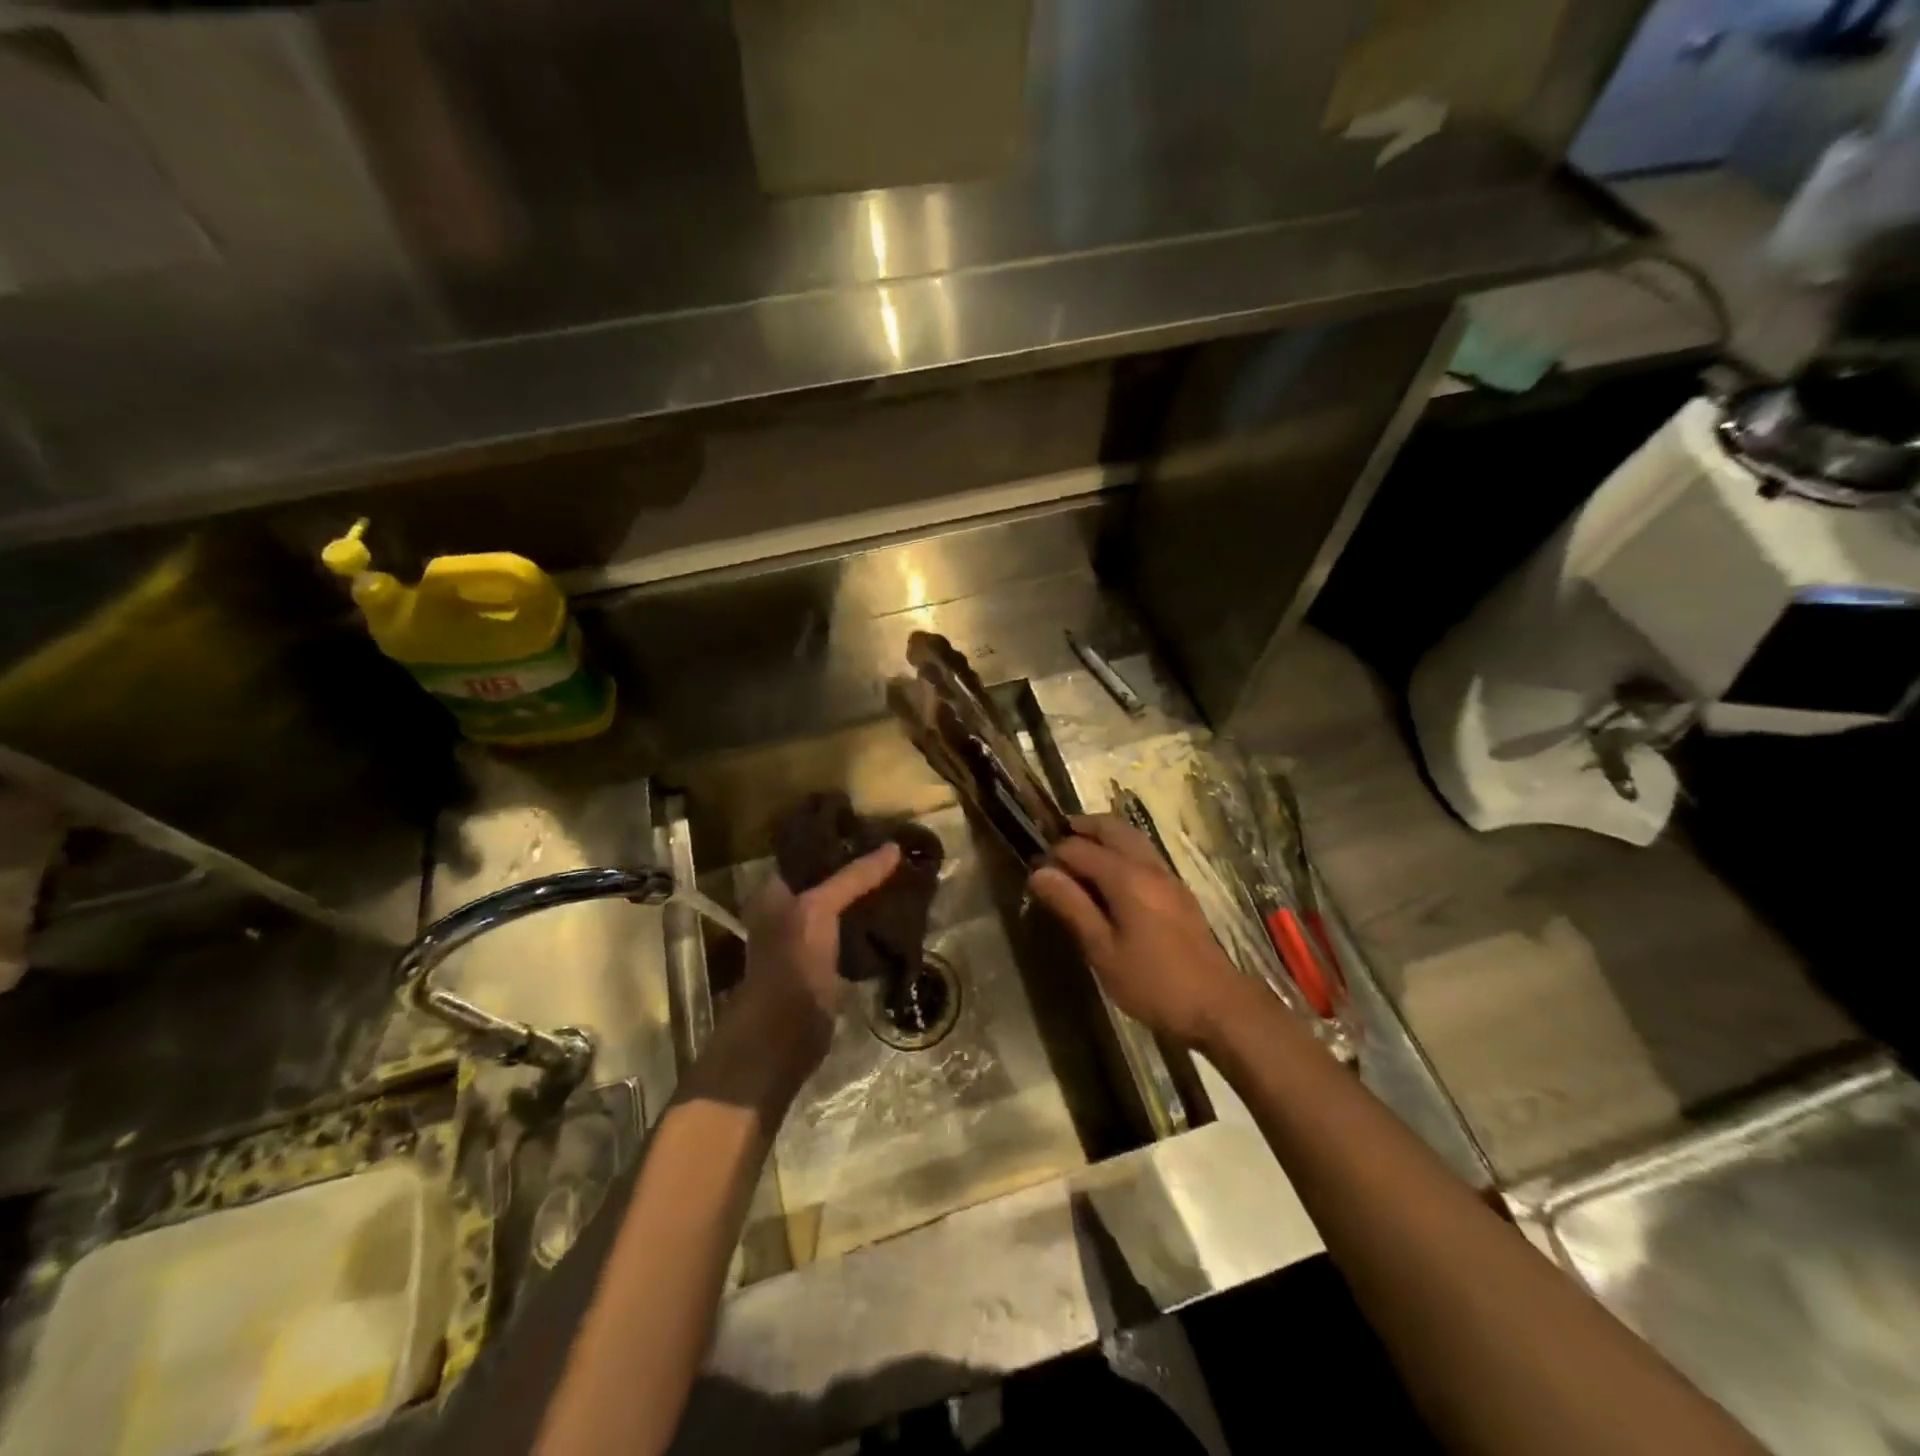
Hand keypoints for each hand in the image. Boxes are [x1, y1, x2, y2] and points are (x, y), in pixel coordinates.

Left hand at [726, 842, 902, 1083]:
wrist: (784, 1034)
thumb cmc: (792, 961)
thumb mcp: (818, 909)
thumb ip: (853, 877)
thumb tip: (893, 847)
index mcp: (775, 892)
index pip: (810, 853)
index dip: (839, 841)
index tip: (876, 829)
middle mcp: (787, 911)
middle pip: (829, 880)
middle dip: (860, 869)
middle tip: (898, 853)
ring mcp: (808, 940)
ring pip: (844, 908)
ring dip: (869, 897)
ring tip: (904, 877)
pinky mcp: (827, 965)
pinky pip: (853, 934)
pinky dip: (872, 925)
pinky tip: (898, 914)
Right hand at [1029, 815, 1242, 1046]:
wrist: (1218, 1007)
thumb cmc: (1154, 983)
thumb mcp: (1103, 950)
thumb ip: (1072, 906)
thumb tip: (1039, 872)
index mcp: (1128, 877)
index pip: (1080, 848)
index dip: (1054, 855)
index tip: (1035, 870)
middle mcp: (1149, 866)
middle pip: (1112, 828)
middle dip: (1081, 829)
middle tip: (1054, 844)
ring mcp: (1168, 877)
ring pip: (1131, 838)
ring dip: (1103, 837)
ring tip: (1078, 858)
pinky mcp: (1179, 892)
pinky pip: (1144, 855)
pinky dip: (1121, 851)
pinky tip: (1109, 879)